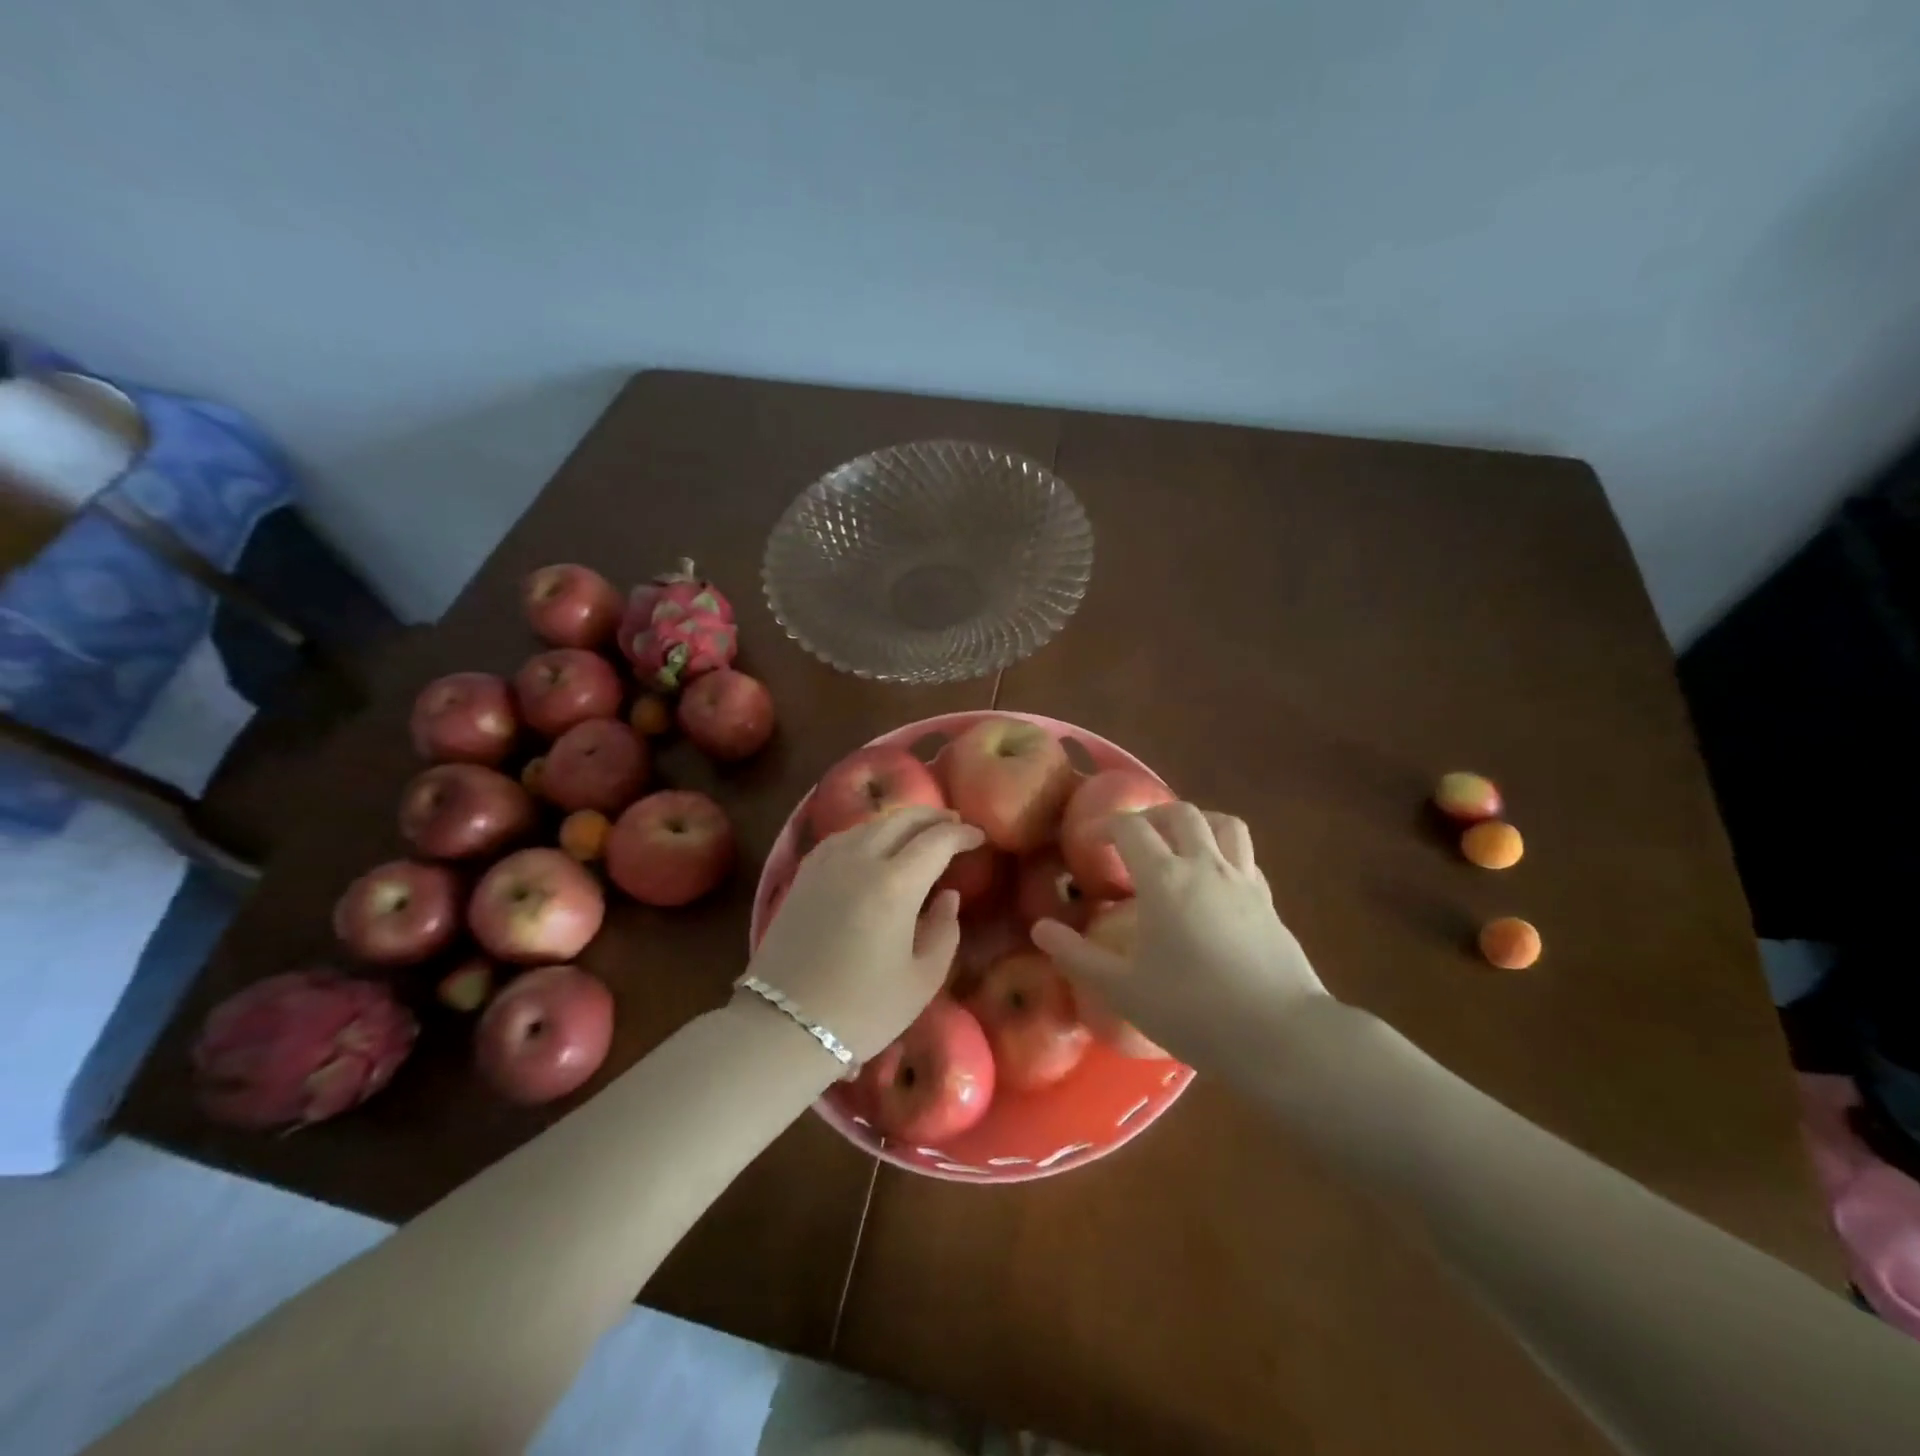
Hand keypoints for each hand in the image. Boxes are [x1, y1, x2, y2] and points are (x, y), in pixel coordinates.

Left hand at [742, 807, 984, 1063]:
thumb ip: (945, 930)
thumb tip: (948, 895)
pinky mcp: (803, 874)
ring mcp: (827, 863)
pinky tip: (875, 843)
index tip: (978, 837)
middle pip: (902, 820)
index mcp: (895, 884)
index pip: (936, 840)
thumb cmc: (863, 1010)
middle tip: (954, 824)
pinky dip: (869, 831)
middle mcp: (860, 860)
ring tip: (919, 832)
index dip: (961, 834)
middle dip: (933, 817)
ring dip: (901, 821)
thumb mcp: (922, 979)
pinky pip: (843, 836)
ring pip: (871, 823)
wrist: (784, 1026)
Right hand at [1031, 803, 1327, 1073]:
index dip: (1105, 827)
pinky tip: (1214, 883)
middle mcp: (1206, 866)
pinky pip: (1245, 857)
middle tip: (1133, 840)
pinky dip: (1225, 854)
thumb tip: (1040, 929)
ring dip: (1197, 823)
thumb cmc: (1193, 1010)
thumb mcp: (1123, 989)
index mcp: (1165, 879)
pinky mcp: (1270, 902)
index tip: (1089, 843)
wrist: (1280, 1036)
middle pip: (1181, 813)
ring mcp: (1243, 881)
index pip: (1131, 828)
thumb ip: (1077, 956)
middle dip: (1151, 816)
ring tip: (1179, 845)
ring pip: (1224, 824)